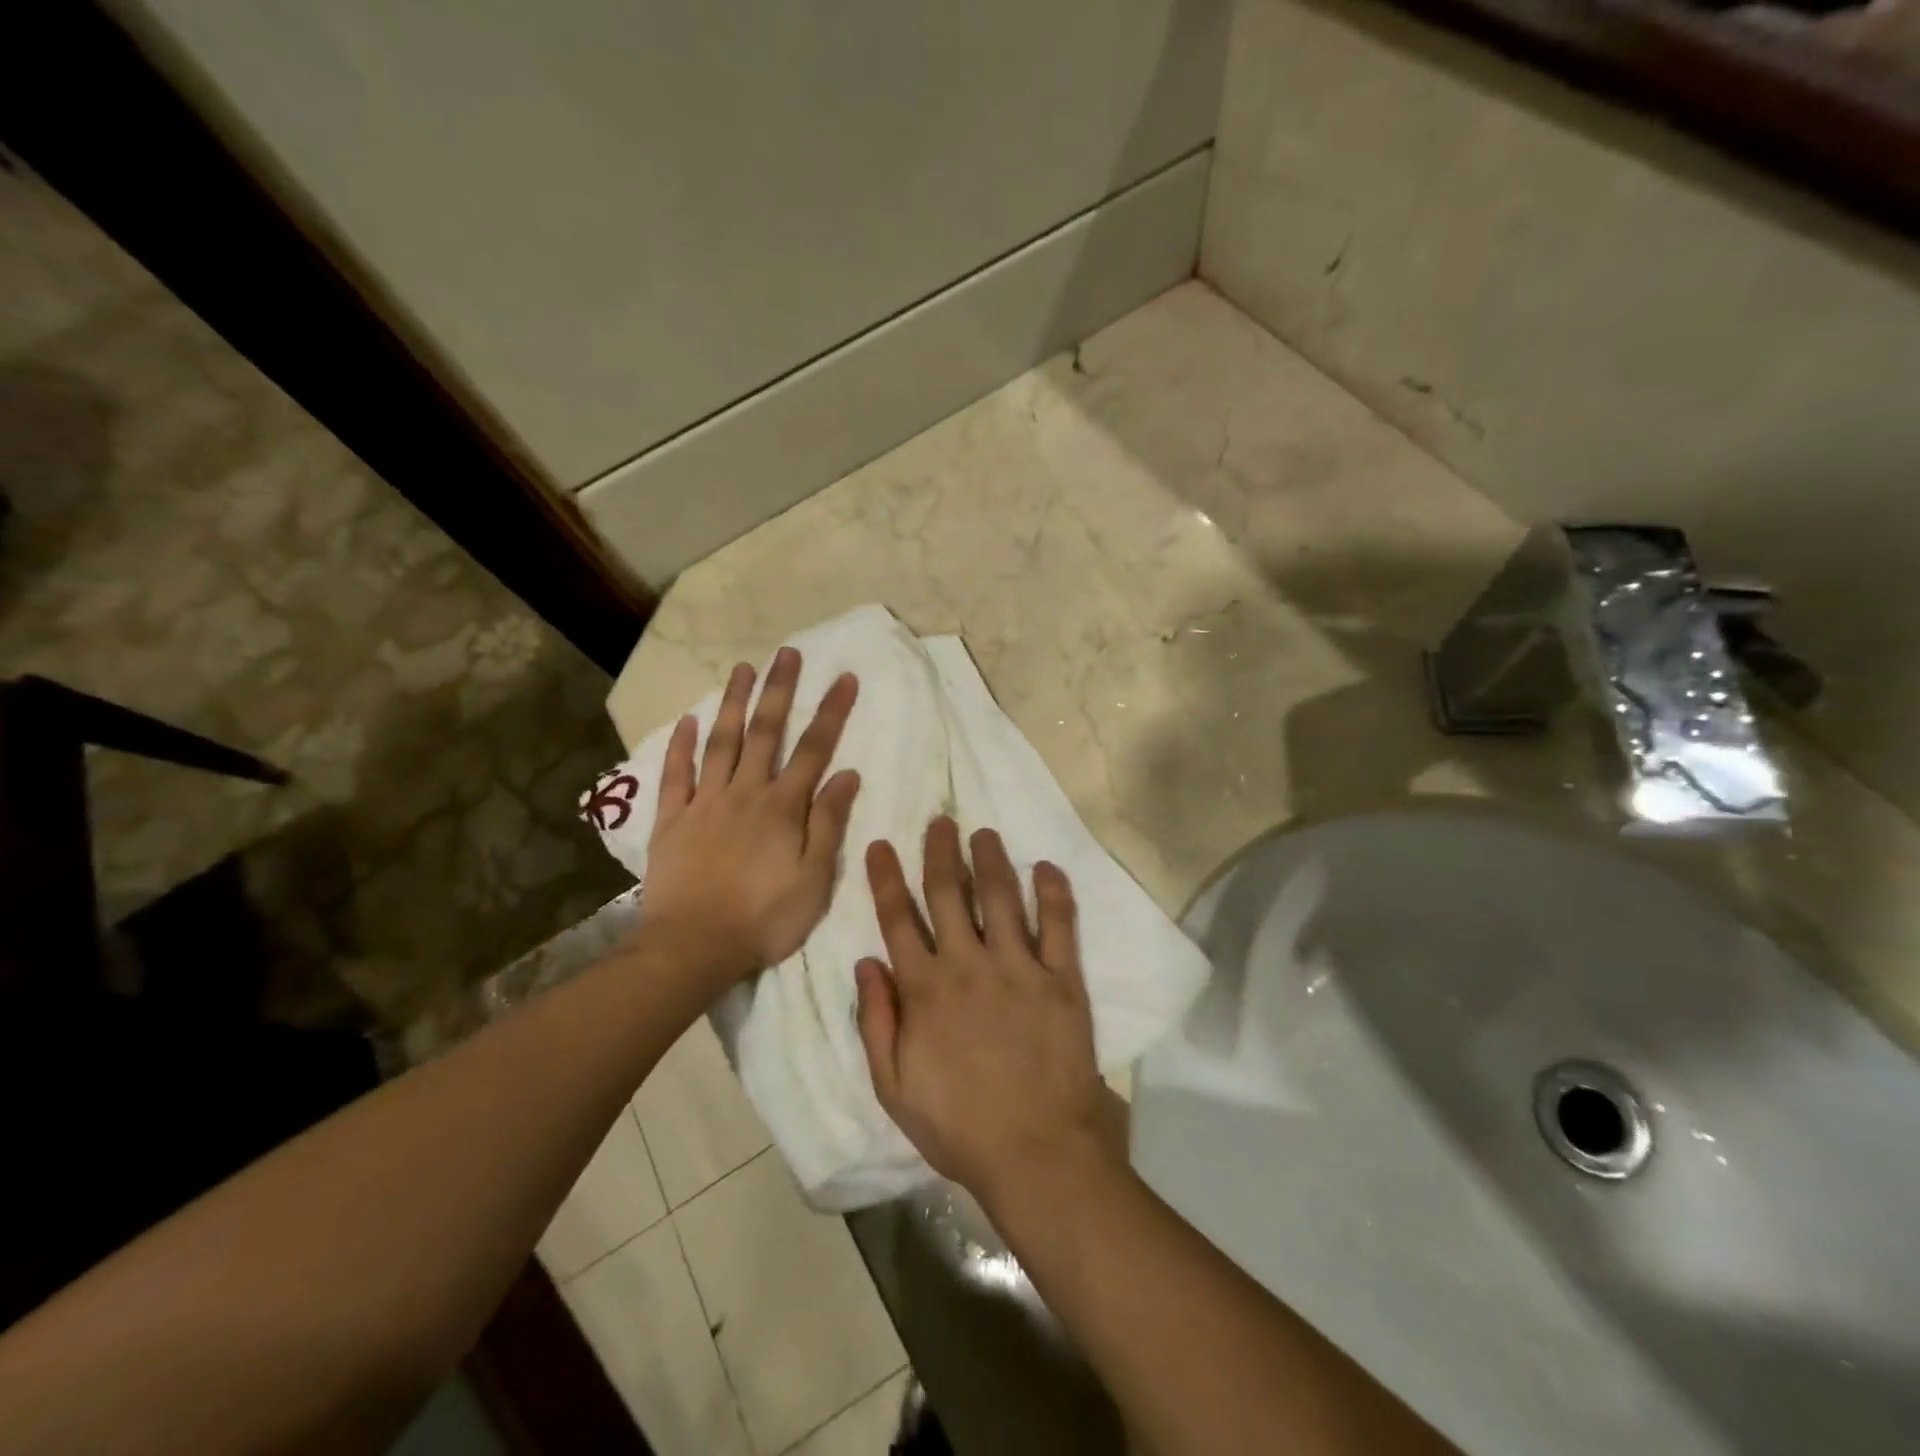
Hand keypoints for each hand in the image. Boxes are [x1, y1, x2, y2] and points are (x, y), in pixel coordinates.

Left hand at [640, 647, 860, 987]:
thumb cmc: (764, 918)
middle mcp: (744, 793)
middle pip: (765, 733)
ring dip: (732, 703)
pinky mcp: (672, 820)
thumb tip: (846, 774)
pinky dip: (681, 746)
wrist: (693, 947)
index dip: (831, 712)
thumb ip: (828, 823)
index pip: (814, 749)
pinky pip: (676, 775)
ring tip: (742, 669)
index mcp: (782, 807)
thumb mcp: (814, 878)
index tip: (844, 678)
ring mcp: (704, 803)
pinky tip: (687, 720)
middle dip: (779, 691)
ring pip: (720, 742)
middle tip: (787, 653)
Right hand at [855, 818, 1118, 1211]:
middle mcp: (969, 964)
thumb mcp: (893, 1087)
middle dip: (941, 852)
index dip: (887, 879)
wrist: (1036, 1151)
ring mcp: (1019, 967)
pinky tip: (1046, 866)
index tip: (882, 844)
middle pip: (950, 893)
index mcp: (925, 989)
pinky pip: (1059, 925)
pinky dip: (1054, 892)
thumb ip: (876, 1022)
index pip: (899, 919)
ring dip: (991, 859)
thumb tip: (865, 962)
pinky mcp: (1061, 979)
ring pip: (1002, 897)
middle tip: (940, 820)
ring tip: (984, 832)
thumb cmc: (958, 1125)